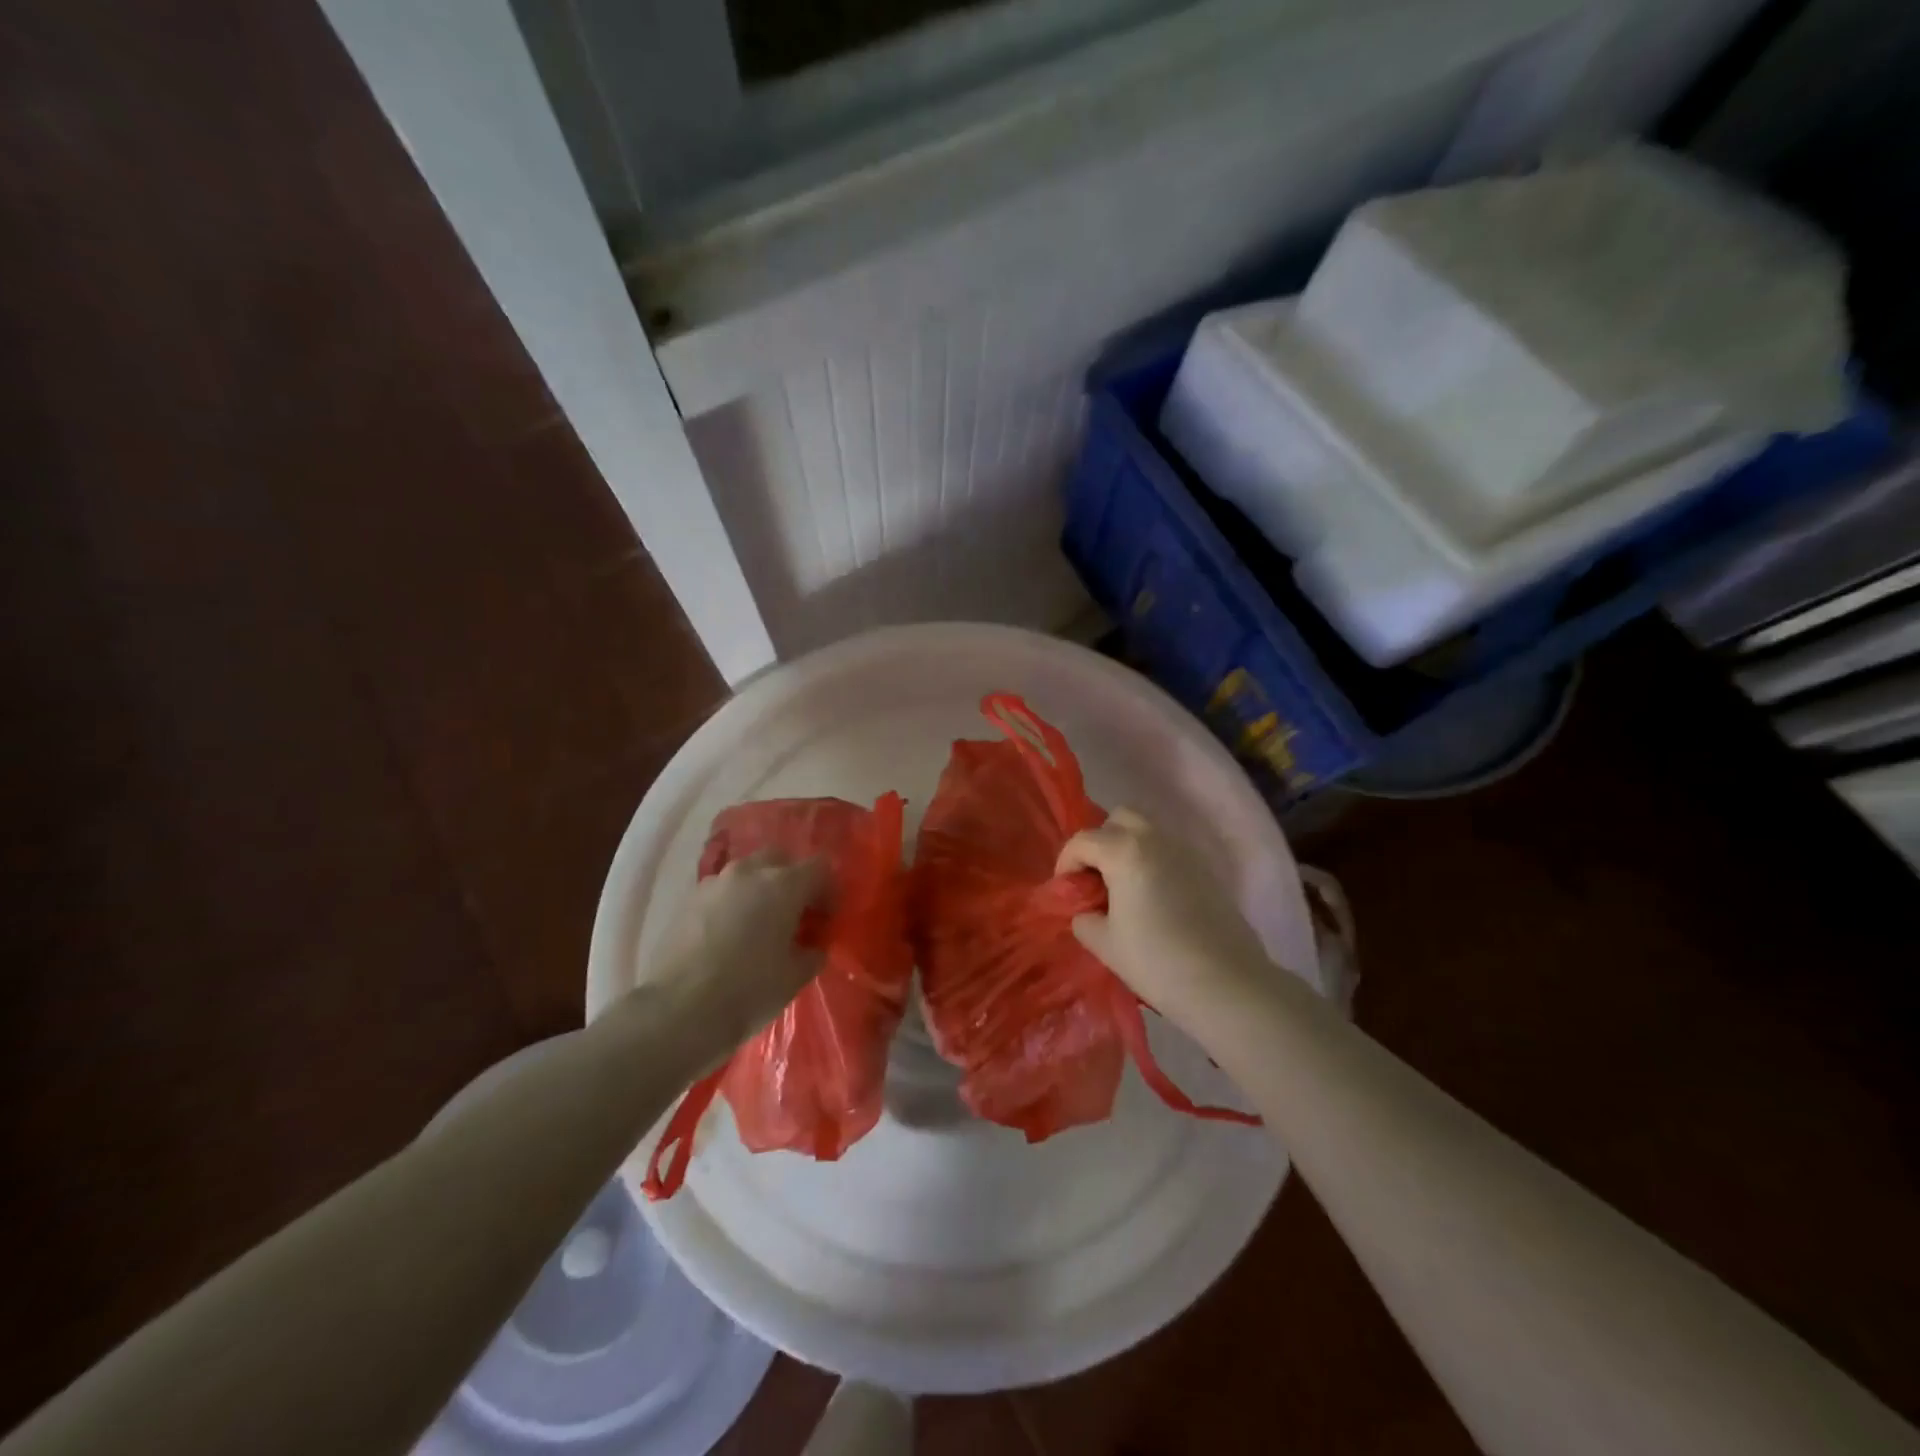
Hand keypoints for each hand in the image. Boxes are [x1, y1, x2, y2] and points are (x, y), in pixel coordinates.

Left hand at [639, 851, 829, 1052]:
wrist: (678, 1011)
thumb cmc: (748, 991)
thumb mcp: (795, 977)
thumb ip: (812, 952)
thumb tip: (812, 946)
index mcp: (783, 885)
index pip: (819, 868)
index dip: (828, 890)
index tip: (826, 918)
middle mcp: (749, 873)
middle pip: (780, 859)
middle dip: (792, 880)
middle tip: (795, 914)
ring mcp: (714, 883)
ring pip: (747, 873)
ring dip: (760, 890)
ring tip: (759, 925)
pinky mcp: (688, 900)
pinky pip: (722, 892)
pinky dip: (733, 904)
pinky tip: (730, 935)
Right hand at [1056, 808, 1276, 1032]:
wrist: (1225, 983)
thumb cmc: (1156, 961)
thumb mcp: (1104, 943)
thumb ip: (1084, 918)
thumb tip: (1087, 910)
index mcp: (1125, 850)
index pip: (1082, 841)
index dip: (1066, 863)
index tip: (1065, 891)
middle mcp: (1155, 838)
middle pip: (1119, 819)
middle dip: (1100, 842)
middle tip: (1095, 879)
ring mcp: (1186, 851)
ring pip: (1147, 832)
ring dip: (1127, 849)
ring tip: (1123, 889)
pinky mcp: (1206, 869)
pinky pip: (1169, 852)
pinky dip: (1153, 862)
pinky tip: (1152, 899)